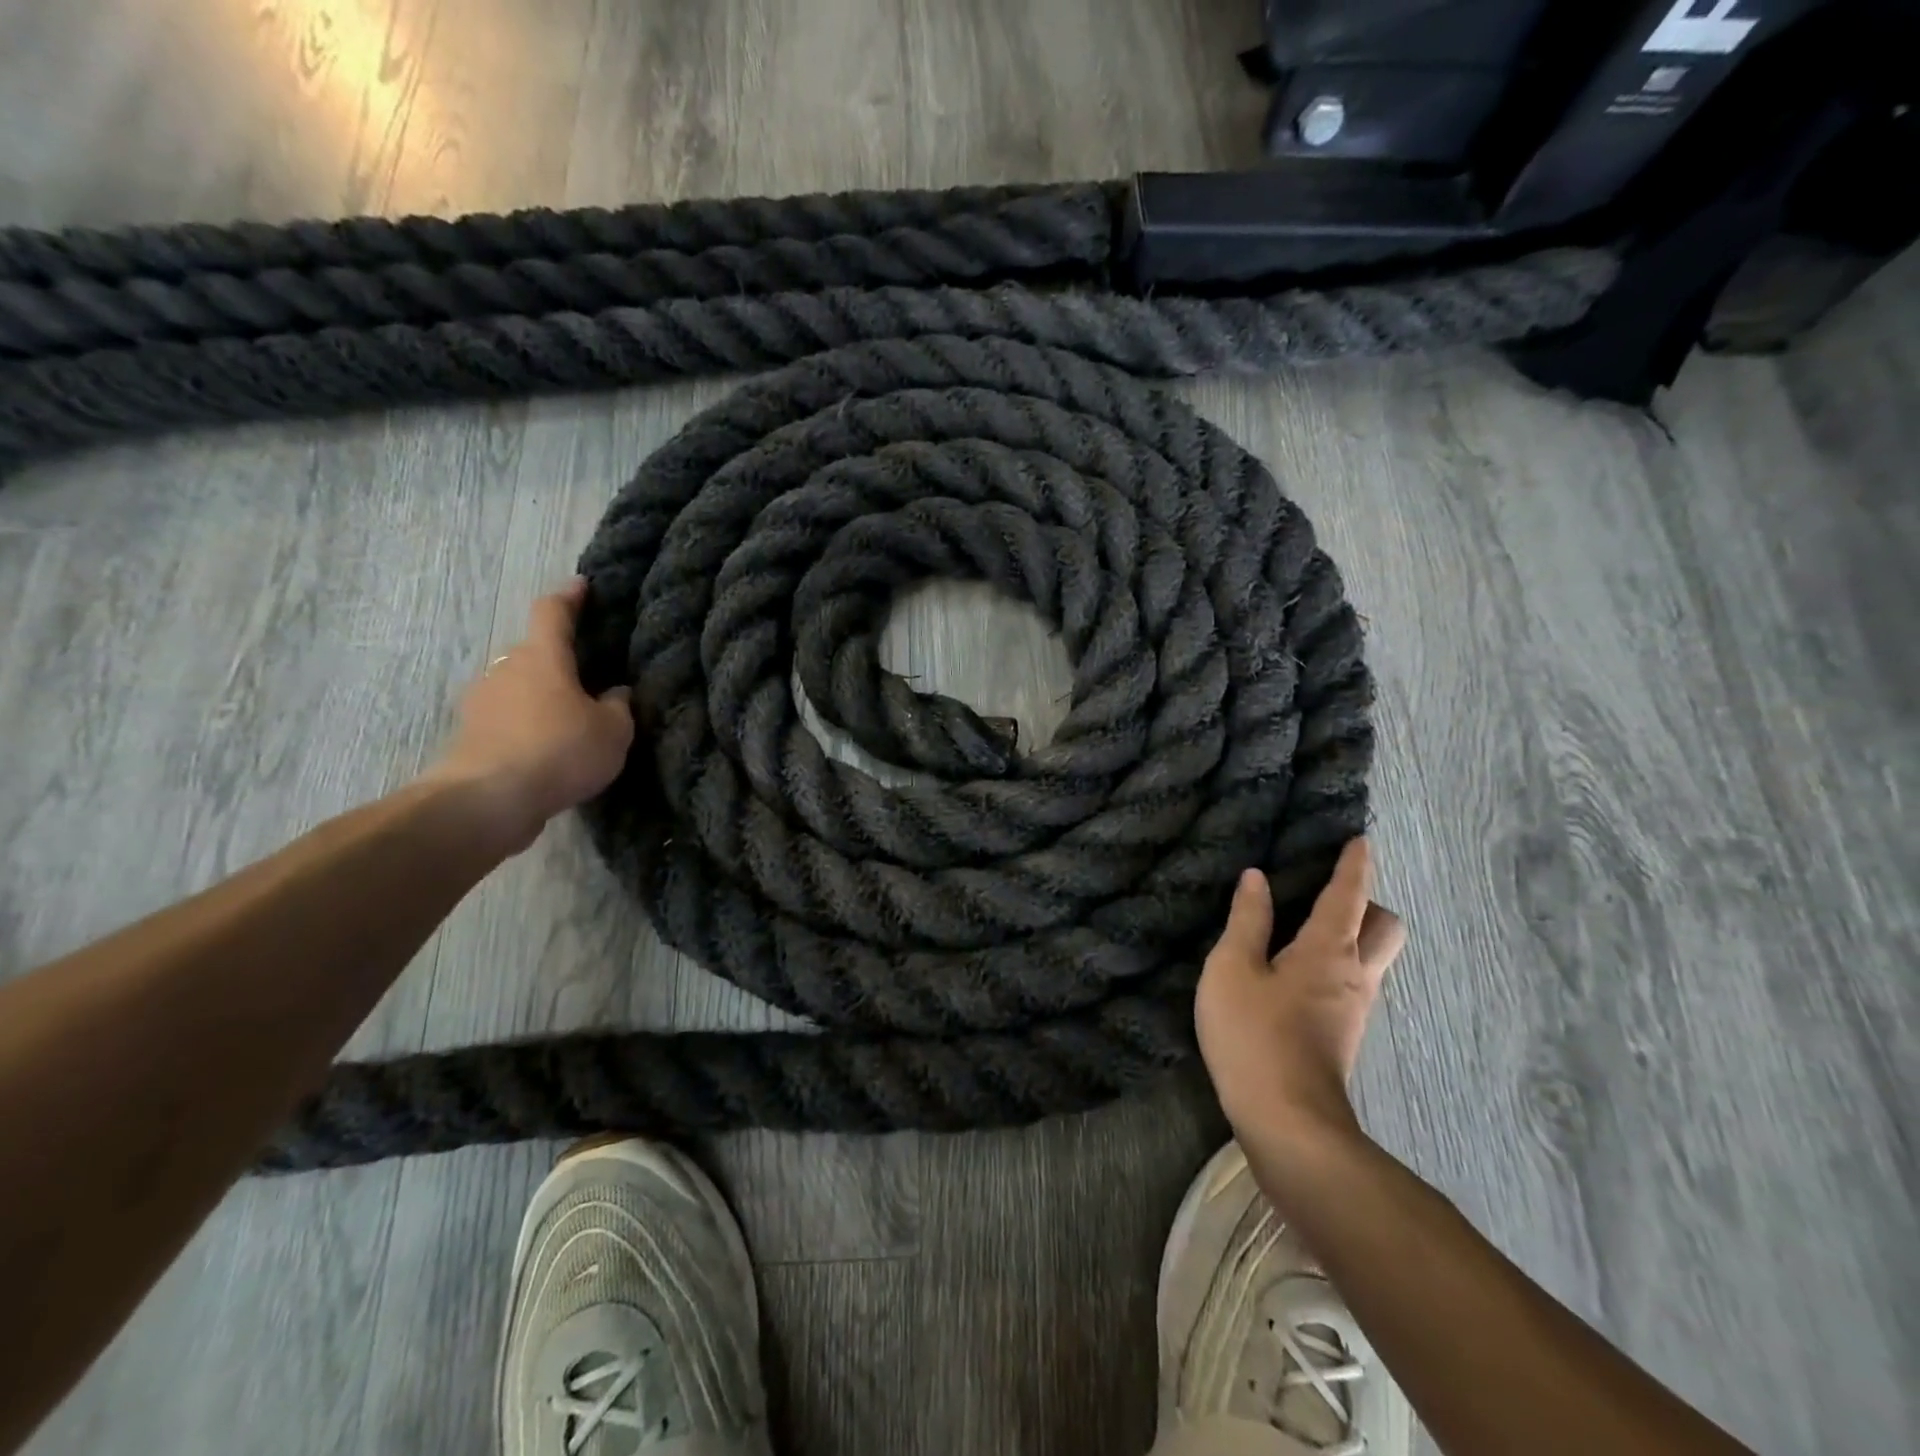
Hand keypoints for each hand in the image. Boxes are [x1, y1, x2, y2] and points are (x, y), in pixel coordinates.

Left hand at [425, 578, 634, 853]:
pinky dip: (527, 725)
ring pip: (518, 687)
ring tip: (571, 718)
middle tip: (589, 676)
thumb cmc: (559, 751)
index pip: (553, 612)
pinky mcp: (471, 735)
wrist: (487, 801)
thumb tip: (616, 693)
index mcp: (542, 657)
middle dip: (559, 660)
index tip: (582, 586)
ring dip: (542, 696)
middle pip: (535, 653)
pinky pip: (507, 718)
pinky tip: (548, 749)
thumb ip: (618, 706)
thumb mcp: (613, 731)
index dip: (570, 597)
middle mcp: (507, 669)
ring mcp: (482, 701)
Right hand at [1195, 838, 1405, 1142]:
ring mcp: (1354, 1009)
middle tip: (1324, 897)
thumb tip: (1257, 878)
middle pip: (1385, 928)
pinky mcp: (1344, 1034)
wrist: (1287, 1122)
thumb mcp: (1232, 969)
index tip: (1360, 840)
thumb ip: (1247, 921)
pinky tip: (1296, 973)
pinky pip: (1353, 982)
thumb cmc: (1254, 1035)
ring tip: (1303, 929)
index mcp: (1329, 951)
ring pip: (1372, 958)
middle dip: (1366, 904)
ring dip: (1352, 936)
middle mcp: (1355, 975)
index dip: (1354, 865)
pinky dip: (1336, 964)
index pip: (1349, 896)